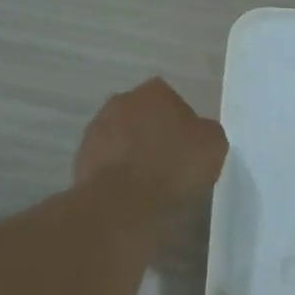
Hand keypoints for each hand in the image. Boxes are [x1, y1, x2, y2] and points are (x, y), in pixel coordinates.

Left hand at [74, 78, 227, 208]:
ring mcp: (96, 129)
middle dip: (153, 131)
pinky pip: (107, 160)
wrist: (123, 202)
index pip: (171, 98)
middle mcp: (121, 101)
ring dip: (132, 150)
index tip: (188, 144)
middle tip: (170, 160)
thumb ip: (206, 130)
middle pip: (142, 114)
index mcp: (154, 92)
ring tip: (149, 180)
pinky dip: (117, 171)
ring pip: (122, 136)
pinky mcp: (81, 158)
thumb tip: (198, 132)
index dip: (181, 121)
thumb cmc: (174, 166)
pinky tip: (131, 191)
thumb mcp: (214, 145)